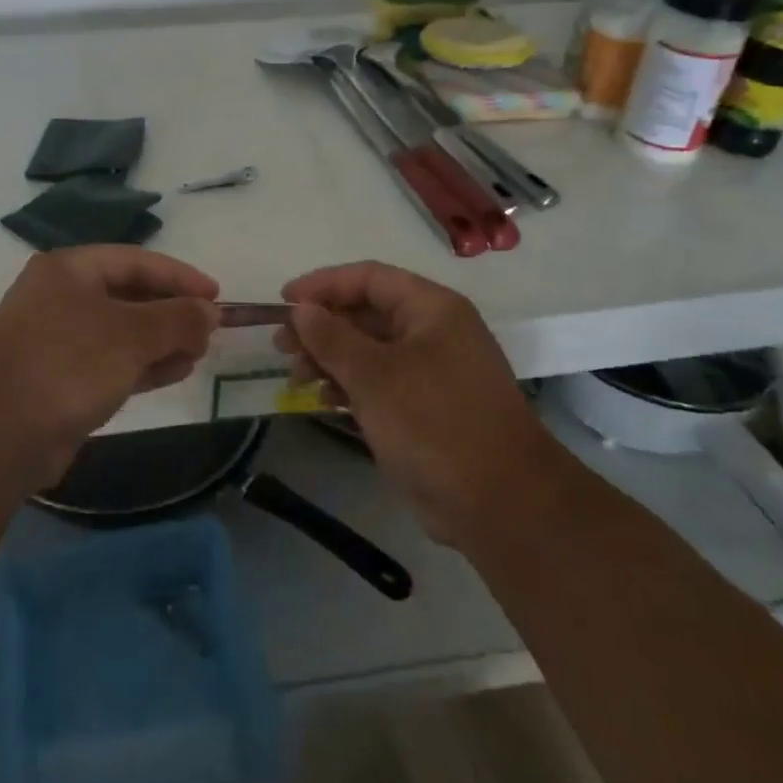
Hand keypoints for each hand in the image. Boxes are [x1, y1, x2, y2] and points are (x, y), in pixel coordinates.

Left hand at [0, 246, 219, 483]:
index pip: (135, 261)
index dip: (179, 276)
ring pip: (121, 331)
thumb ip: (177, 319)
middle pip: (128, 294)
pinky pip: (111, 361)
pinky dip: (143, 364)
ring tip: (199, 352)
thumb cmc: (68, 364)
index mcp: (68, 269)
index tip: (215, 294)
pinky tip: (176, 371)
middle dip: (171, 311)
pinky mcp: (59, 378)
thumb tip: (210, 312)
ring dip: (162, 340)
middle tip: (210, 328)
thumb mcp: (132, 335)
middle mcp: (60, 297)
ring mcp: (57, 339)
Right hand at [277, 261, 552, 548]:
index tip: (284, 301)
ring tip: (295, 375)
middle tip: (282, 345)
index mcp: (431, 309)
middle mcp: (433, 332)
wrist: (501, 504)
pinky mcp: (425, 407)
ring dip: (330, 357)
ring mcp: (431, 371)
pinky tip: (322, 398)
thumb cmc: (435, 423)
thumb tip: (301, 308)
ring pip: (369, 350)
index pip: (369, 278)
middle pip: (366, 313)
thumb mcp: (374, 376)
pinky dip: (349, 385)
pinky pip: (378, 382)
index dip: (323, 284)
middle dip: (322, 326)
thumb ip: (332, 337)